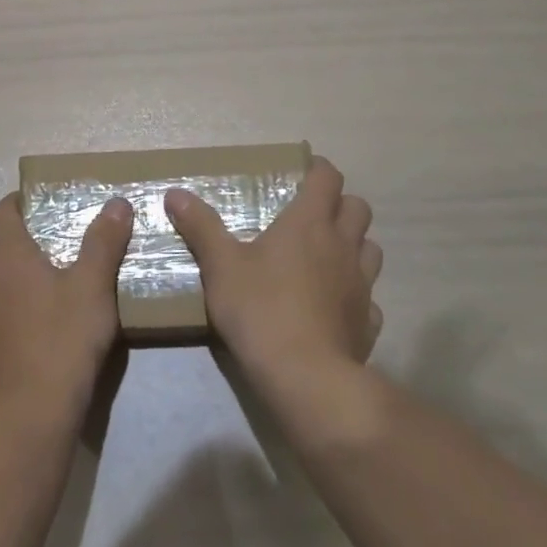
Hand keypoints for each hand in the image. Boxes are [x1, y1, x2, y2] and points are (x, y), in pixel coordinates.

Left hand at [0, 193, 133, 416]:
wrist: (32, 408)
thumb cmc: (64, 337)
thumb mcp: (94, 285)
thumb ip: (104, 241)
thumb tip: (117, 203)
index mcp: (8, 256)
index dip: (15, 202)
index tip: (38, 202)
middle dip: (1, 228)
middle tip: (34, 233)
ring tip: (26, 270)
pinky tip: (22, 311)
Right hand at [165, 156, 382, 385]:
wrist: (305, 376)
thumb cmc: (260, 309)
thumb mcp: (220, 266)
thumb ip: (201, 227)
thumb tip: (175, 193)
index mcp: (309, 223)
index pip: (328, 178)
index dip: (319, 169)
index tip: (303, 171)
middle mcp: (342, 246)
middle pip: (358, 208)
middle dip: (340, 205)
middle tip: (313, 215)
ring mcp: (361, 284)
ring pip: (371, 250)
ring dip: (354, 245)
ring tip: (327, 257)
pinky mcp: (368, 321)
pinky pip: (369, 298)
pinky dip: (356, 295)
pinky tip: (335, 307)